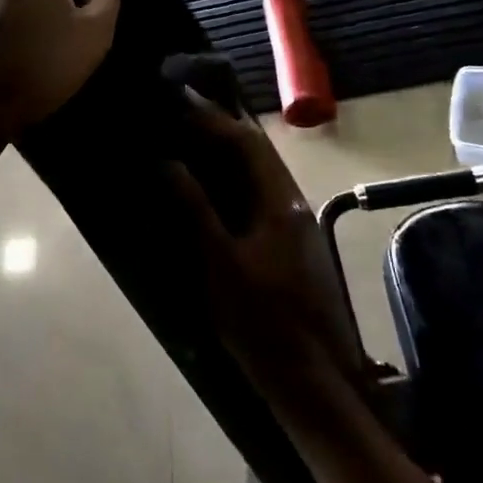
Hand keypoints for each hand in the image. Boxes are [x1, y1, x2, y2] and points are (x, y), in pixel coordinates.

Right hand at [168, 90, 364, 402]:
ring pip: (261, 172)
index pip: (245, 143)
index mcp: (280, 202)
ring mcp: (297, 225)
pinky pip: (261, 193)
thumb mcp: (220, 264)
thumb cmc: (262, 322)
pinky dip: (235, 177)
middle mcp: (294, 203)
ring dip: (229, 151)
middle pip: (257, 151)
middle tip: (182, 113)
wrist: (314, 382)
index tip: (179, 100)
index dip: (211, 118)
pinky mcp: (293, 245)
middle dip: (221, 127)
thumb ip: (195, 209)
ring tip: (192, 140)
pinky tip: (214, 186)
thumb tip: (167, 162)